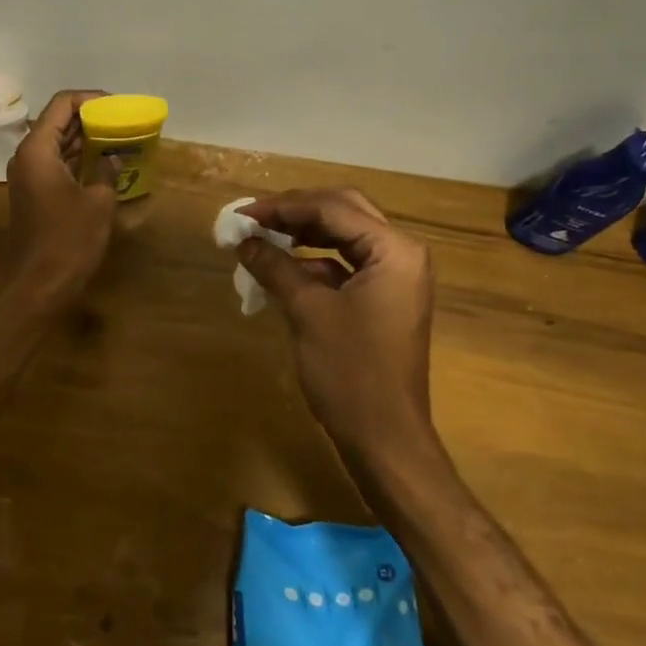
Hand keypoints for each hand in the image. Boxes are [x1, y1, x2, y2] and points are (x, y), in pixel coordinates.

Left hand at [5, 90, 117, 305]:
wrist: (39, 284)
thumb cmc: (69, 239)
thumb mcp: (98, 202)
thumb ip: (106, 171)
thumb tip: (112, 158)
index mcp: (37, 150)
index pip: (61, 105)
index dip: (89, 99)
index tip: (116, 105)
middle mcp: (26, 156)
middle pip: (56, 121)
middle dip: (88, 118)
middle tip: (120, 120)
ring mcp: (26, 176)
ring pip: (55, 143)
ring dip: (83, 139)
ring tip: (116, 138)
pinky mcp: (32, 193)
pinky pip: (54, 163)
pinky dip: (75, 158)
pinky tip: (101, 164)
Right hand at [237, 188, 435, 452]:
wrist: (385, 439)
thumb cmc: (350, 372)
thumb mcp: (308, 312)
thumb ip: (275, 267)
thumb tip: (244, 240)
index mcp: (394, 250)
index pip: (333, 208)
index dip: (284, 206)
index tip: (244, 213)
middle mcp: (401, 254)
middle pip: (344, 213)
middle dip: (296, 212)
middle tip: (255, 218)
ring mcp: (395, 278)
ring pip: (344, 237)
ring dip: (304, 235)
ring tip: (263, 238)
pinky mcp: (383, 300)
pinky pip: (346, 266)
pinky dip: (314, 262)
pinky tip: (283, 270)